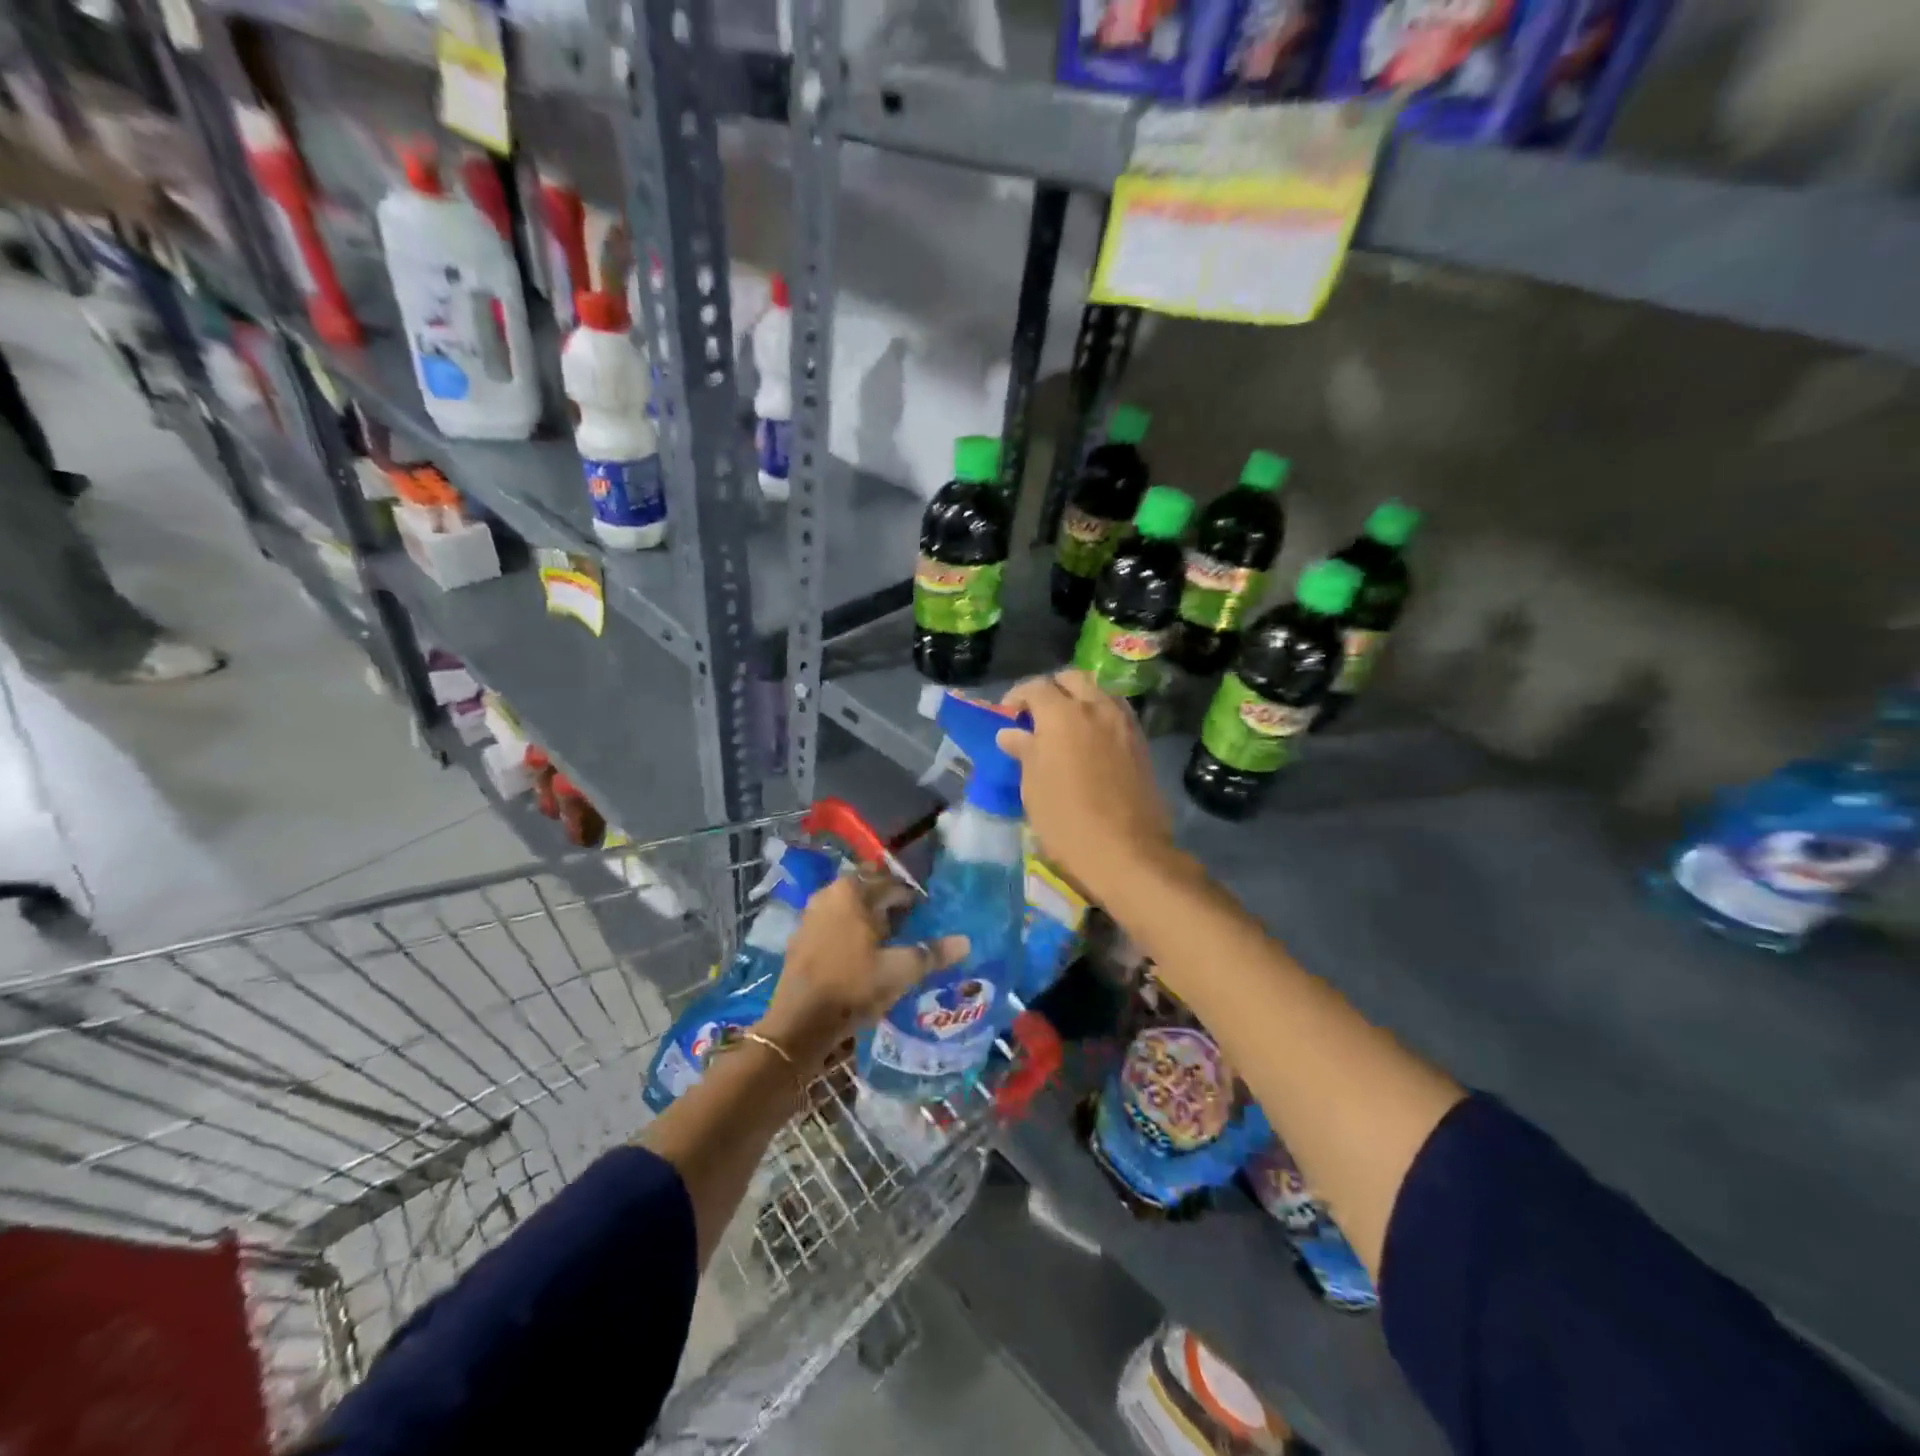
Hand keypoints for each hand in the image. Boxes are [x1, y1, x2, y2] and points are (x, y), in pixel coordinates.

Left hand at [757, 873, 967, 1073]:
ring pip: (849, 906)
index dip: (912, 898)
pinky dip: (850, 929)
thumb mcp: (899, 971)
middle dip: (889, 903)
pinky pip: (834, 922)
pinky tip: (862, 952)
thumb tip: (965, 942)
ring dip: (869, 916)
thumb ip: (932, 954)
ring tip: (890, 940)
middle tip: (910, 925)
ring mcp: (811, 914)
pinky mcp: (801, 937)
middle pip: (868, 890)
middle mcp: (829, 893)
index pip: (892, 884)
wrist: (800, 1021)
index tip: (926, 915)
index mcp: (853, 891)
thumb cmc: (853, 987)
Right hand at [998, 670, 1175, 901]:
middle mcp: (1095, 707)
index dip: (1017, 697)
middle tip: (1038, 715)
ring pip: (1098, 692)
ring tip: (1066, 727)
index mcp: (1062, 714)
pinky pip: (1116, 713)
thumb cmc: (1067, 820)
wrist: (1126, 850)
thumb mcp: (1033, 786)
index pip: (1035, 687)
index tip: (1008, 715)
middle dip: (1052, 690)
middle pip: (1071, 679)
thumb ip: (1024, 751)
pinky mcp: (1140, 741)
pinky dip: (1099, 716)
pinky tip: (1090, 741)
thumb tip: (1012, 732)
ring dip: (1079, 699)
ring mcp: (1123, 722)